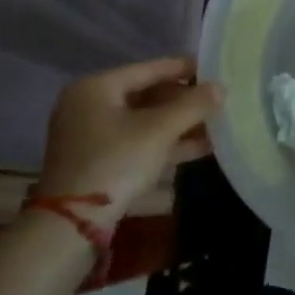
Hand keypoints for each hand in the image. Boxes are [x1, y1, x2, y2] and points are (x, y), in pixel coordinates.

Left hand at [38, 58, 222, 218]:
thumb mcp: (159, 131)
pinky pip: (138, 142)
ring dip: (179, 125)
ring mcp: (92, 136)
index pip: (149, 69)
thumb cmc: (115, 162)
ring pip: (144, 122)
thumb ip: (193, 105)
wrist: (72, 225)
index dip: (185, 69)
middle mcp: (89, 106)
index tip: (215, 70)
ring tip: (217, 126)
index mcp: (96, 87)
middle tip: (218, 103)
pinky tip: (200, 148)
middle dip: (184, 102)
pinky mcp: (99, 162)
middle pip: (147, 95)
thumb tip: (221, 87)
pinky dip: (165, 144)